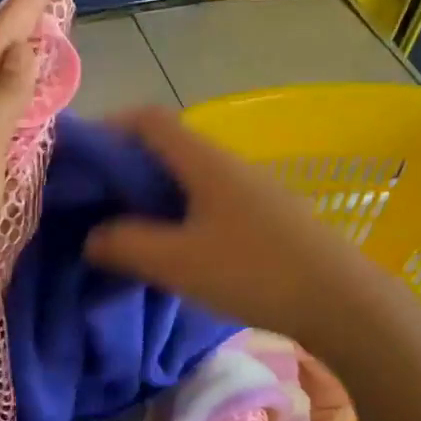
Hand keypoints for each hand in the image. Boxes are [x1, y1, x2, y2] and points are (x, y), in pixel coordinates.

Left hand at [0, 0, 53, 360]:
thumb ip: (4, 95)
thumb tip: (24, 51)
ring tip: (56, 67)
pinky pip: (13, 166)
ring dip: (29, 94)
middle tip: (56, 17)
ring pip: (5, 123)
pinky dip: (32, 147)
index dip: (18, 13)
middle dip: (24, 47)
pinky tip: (48, 137)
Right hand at [83, 106, 387, 347]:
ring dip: (153, 195)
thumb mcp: (177, 262)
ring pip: (189, 177)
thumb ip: (125, 245)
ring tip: (128, 228)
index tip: (80, 159)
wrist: (341, 301)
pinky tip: (175, 248)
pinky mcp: (266, 216)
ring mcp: (252, 189)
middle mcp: (228, 164)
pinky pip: (209, 200)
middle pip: (167, 147)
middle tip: (95, 202)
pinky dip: (180, 213)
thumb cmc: (253, 272)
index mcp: (204, 160)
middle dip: (125, 168)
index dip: (110, 128)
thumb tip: (92, 236)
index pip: (148, 119)